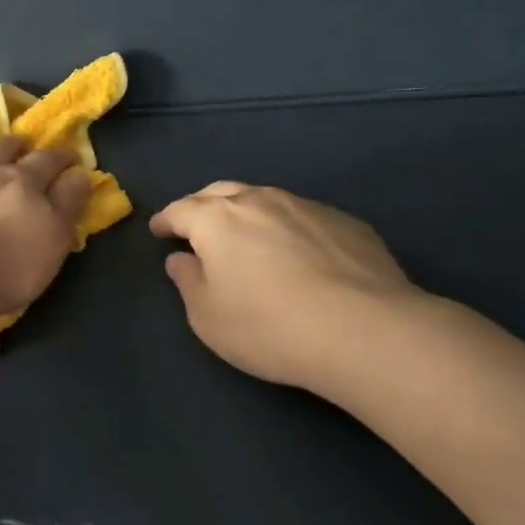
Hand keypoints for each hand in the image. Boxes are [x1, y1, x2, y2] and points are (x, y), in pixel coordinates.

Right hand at [149, 183, 420, 393]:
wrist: (365, 331)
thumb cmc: (269, 326)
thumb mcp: (208, 317)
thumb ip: (188, 281)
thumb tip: (182, 259)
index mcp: (217, 220)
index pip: (180, 210)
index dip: (165, 220)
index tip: (159, 230)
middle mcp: (259, 200)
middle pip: (221, 193)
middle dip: (202, 206)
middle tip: (196, 226)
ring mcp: (306, 207)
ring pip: (264, 199)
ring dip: (247, 212)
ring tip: (247, 236)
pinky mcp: (345, 222)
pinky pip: (302, 216)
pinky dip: (287, 227)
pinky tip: (298, 253)